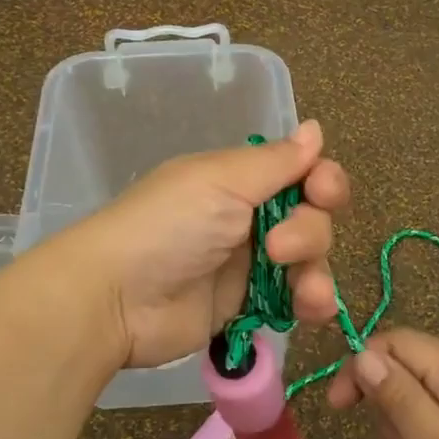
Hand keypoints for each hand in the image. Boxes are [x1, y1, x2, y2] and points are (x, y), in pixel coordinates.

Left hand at [55, 120, 349, 370]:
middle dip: (309, 231)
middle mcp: (247, 217)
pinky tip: (312, 310)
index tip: (322, 191)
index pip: (299, 172)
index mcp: (238, 179)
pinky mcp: (246, 306)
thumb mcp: (220, 182)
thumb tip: (314, 129)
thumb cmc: (168, 227)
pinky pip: (294, 299)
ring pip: (308, 260)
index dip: (322, 180)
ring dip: (316, 271)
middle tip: (276, 247)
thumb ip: (275, 162)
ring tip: (304, 294)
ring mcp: (248, 264)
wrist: (116, 299)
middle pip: (311, 216)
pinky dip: (311, 302)